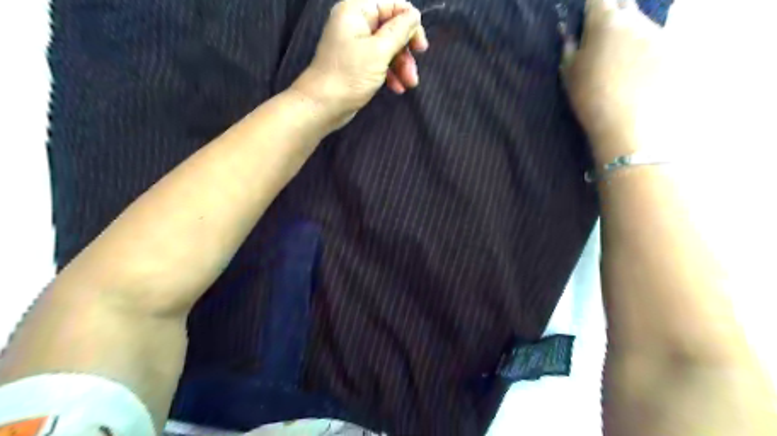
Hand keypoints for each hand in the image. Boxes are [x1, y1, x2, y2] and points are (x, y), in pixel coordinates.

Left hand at [291, 0, 427, 126]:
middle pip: (391, 28)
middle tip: (413, 72)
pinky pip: (379, 62)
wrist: (322, 106)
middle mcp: (355, 24)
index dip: (410, 23)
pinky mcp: (356, 64)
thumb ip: (400, 31)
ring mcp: (355, 45)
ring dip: (401, 66)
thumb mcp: (379, 51)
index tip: (420, 47)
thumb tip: (415, 15)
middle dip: (405, 51)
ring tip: (408, 85)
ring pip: (387, 48)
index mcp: (357, 11)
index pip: (392, 5)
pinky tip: (397, 88)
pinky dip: (390, 73)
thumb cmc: (349, 76)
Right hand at [566, 0, 666, 161]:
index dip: (591, 6)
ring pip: (641, 22)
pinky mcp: (674, 49)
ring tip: (621, 59)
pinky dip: (645, 49)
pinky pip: (655, 40)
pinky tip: (638, 71)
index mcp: (605, 22)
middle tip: (603, 33)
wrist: (629, 123)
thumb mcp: (569, 74)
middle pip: (624, 4)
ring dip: (630, 32)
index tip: (586, 17)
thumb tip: (569, 32)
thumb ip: (569, 47)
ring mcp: (659, 33)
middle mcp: (635, 19)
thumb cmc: (591, 97)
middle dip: (613, 12)